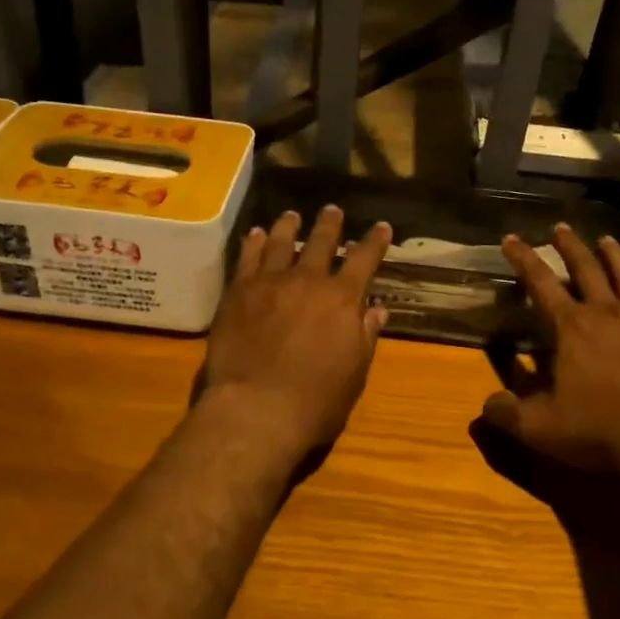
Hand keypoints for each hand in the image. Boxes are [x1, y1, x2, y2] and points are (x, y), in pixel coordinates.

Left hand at [200, 206, 391, 454]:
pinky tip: (256, 234)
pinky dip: (254, 244)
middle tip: (332, 210)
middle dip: (329, 225)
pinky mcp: (238, 293)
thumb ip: (365, 337)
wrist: (257, 408)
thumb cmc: (316, 400)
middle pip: (321, 243)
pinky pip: (248, 259)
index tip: (381, 226)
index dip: (374, 242)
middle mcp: (308, 281)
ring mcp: (270, 283)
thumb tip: (377, 311)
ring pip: (281, 243)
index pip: (365, 260)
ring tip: (291, 215)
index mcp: (343, 300)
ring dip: (288, 227)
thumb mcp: (355, 373)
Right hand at [480, 224, 619, 475]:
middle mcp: (608, 313)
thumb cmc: (600, 427)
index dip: (523, 259)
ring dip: (614, 256)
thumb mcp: (540, 427)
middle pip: (587, 268)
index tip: (512, 238)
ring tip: (607, 240)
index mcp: (572, 327)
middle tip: (561, 227)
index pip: (541, 282)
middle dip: (570, 247)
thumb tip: (488, 405)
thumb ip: (508, 413)